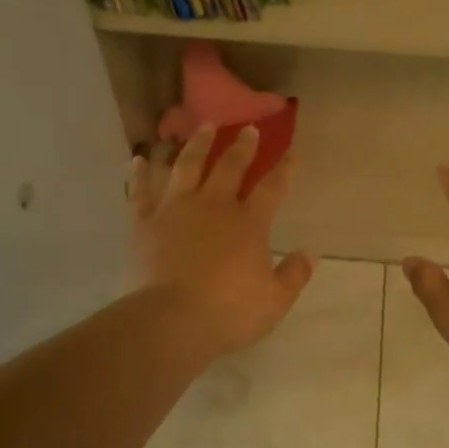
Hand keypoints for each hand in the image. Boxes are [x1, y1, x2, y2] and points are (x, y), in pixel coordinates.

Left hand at [132, 125, 314, 360]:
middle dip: (242, 146)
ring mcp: (176, 209)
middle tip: (248, 128)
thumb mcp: (275, 301)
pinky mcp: (145, 222)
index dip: (285, 169)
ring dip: (198, 144)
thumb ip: (294, 275)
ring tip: (204, 127)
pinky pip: (141, 191)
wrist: (171, 321)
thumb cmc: (229, 312)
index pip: (273, 188)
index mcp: (249, 223)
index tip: (292, 152)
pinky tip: (139, 159)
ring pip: (188, 166)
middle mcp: (214, 205)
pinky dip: (140, 174)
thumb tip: (309, 254)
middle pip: (230, 166)